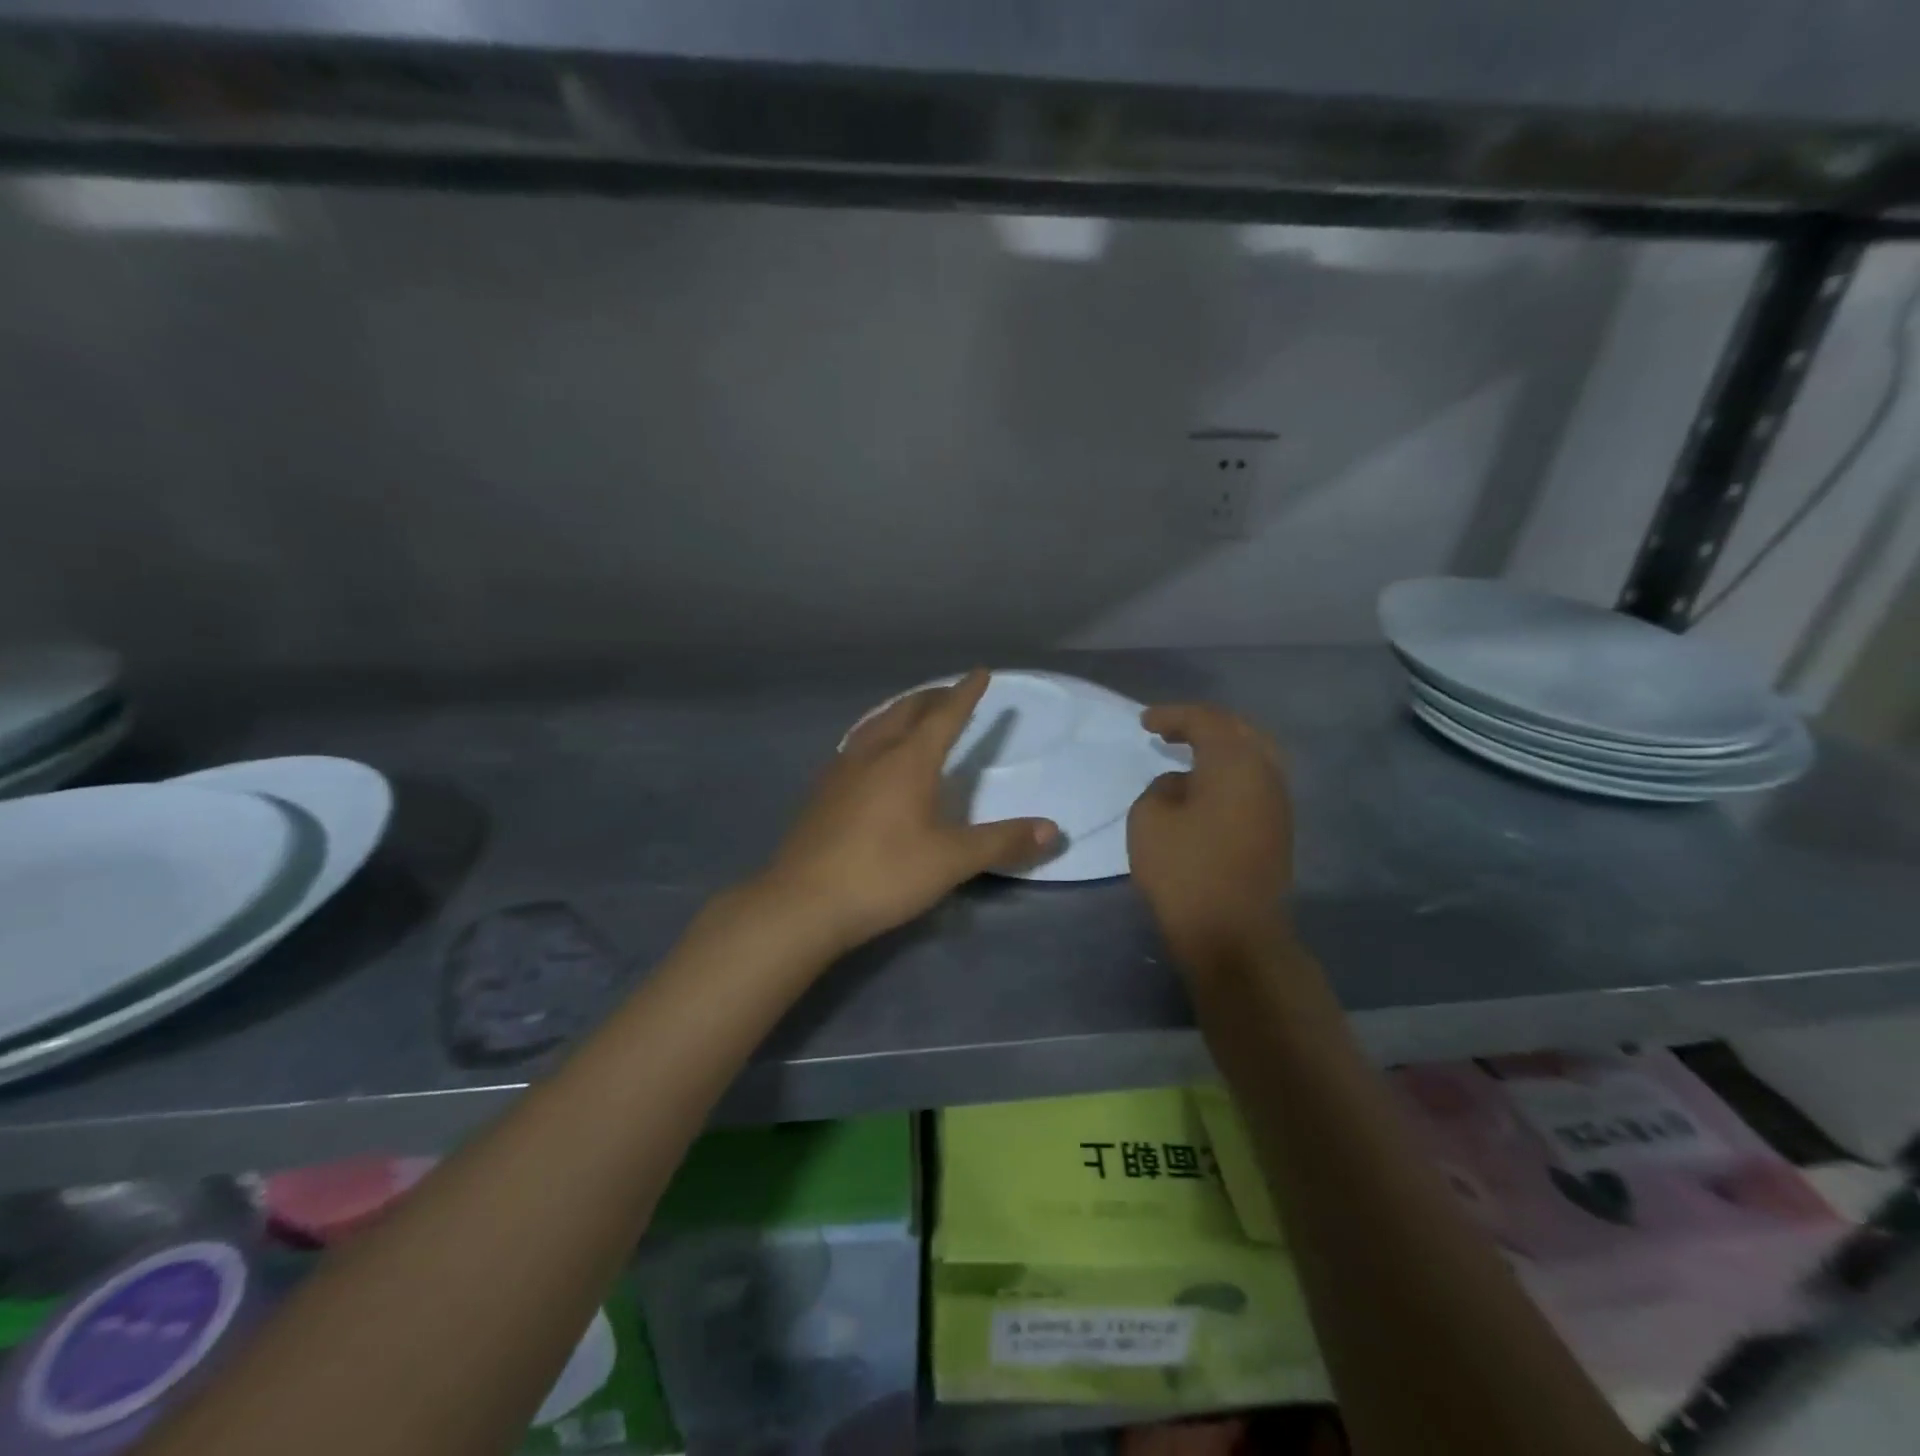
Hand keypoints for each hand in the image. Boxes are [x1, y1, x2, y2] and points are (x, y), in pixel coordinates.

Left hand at [757, 670, 1058, 952]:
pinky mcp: (821, 792)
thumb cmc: (883, 874)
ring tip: (912, 714)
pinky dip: (875, 734)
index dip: (966, 694)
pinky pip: (855, 745)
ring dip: (899, 712)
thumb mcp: (951, 861)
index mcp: (908, 761)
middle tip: (949, 693)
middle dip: (931, 697)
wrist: (802, 903)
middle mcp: (873, 754)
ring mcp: (840, 771)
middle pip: (905, 711)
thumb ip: (1002, 842)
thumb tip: (1053, 830)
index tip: (980, 672)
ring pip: (874, 725)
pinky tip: (870, 756)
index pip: (944, 716)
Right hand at [1128, 703, 1293, 966]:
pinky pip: (1254, 784)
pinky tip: (1205, 788)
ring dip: (1221, 751)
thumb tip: (1181, 786)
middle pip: (1240, 732)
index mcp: (1236, 762)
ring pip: (1254, 758)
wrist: (1233, 934)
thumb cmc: (1185, 870)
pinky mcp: (1278, 831)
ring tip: (1189, 755)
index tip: (1144, 722)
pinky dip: (1229, 774)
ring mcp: (1278, 804)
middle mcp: (1266, 774)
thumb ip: (1161, 789)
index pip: (1207, 721)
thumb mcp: (1149, 819)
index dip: (1173, 716)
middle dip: (1204, 726)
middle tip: (1171, 730)